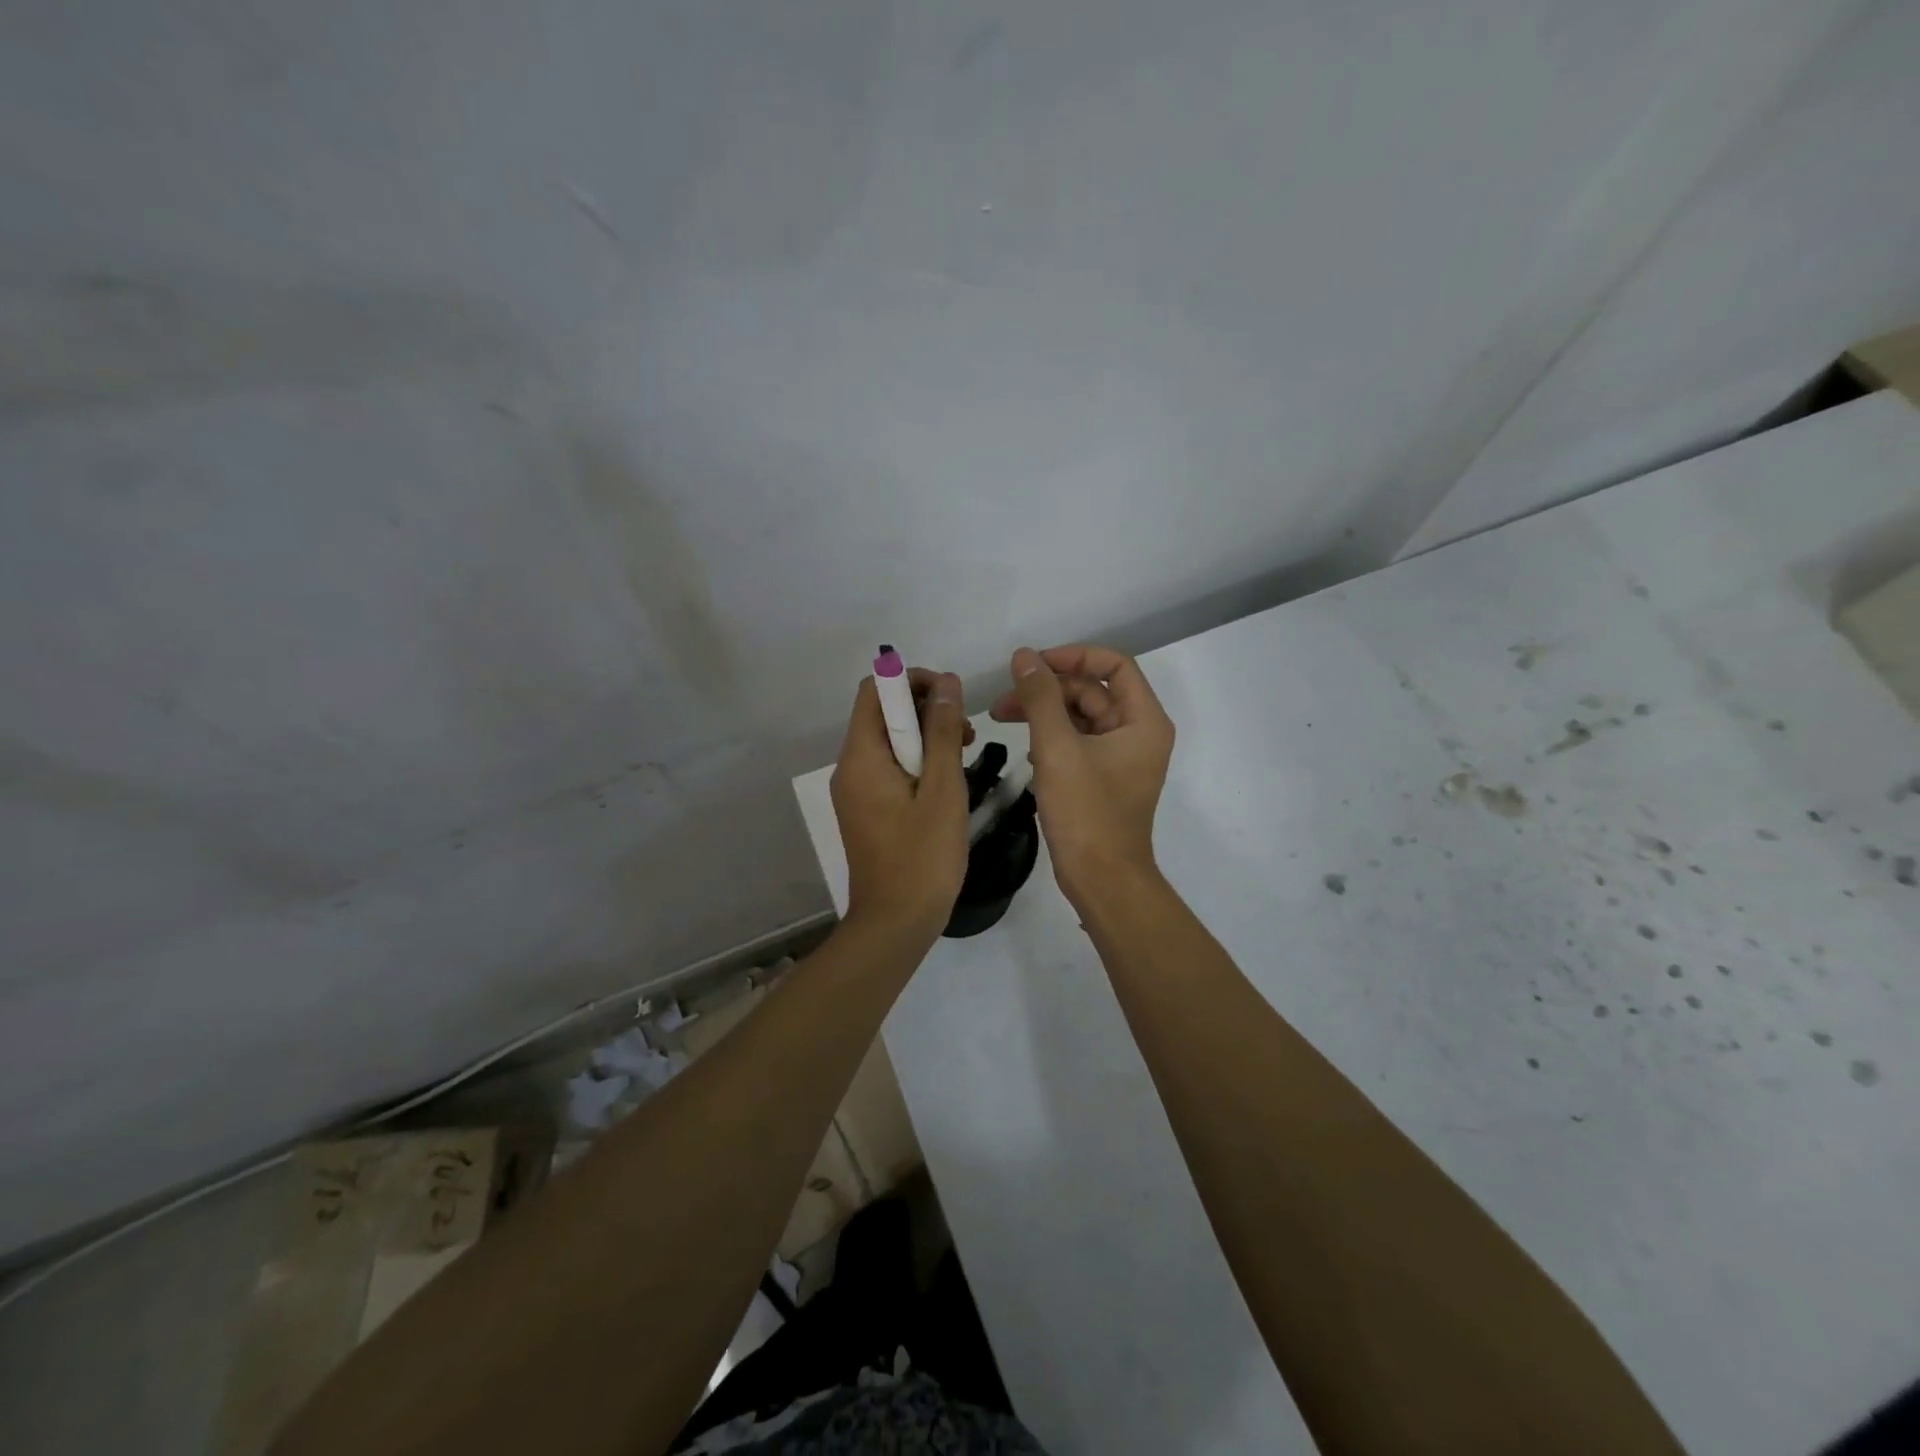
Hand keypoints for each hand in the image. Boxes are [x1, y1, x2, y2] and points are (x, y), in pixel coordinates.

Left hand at [830, 667, 971, 938]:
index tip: (952, 696)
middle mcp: (849, 768)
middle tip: (966, 733)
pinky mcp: (866, 810)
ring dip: (926, 737)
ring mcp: (855, 791)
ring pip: (889, 742)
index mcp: (861, 757)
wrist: (895, 923)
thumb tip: (948, 683)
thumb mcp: (944, 789)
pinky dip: (917, 763)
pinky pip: (889, 768)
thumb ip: (944, 731)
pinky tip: (946, 783)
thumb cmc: (923, 856)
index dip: (913, 680)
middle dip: (925, 710)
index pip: (875, 690)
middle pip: (881, 713)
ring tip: (964, 756)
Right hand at [990, 644, 1174, 905]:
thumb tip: (1024, 656)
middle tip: (1003, 700)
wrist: (1102, 880)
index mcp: (1143, 720)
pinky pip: (1078, 742)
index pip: (1114, 665)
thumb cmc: (1085, 812)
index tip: (1033, 665)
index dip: (1073, 656)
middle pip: (1093, 690)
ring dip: (1045, 713)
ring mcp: (1122, 757)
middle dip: (1048, 689)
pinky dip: (1052, 738)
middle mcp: (1138, 733)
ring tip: (1002, 719)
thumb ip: (1040, 697)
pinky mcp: (1105, 778)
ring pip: (1082, 717)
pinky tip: (1026, 751)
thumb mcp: (1057, 748)